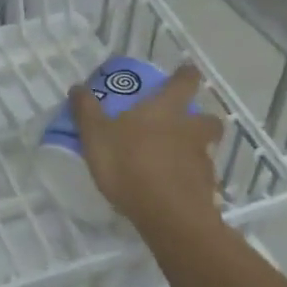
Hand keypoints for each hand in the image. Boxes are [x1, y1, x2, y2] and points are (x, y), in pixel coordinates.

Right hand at [69, 63, 223, 230]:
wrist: (167, 214)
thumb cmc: (129, 164)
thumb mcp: (96, 136)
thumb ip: (86, 110)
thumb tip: (77, 87)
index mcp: (167, 109)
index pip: (186, 81)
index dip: (186, 75)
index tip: (184, 72)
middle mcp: (191, 130)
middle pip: (208, 118)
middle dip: (199, 118)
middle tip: (180, 125)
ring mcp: (203, 160)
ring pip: (206, 149)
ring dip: (194, 151)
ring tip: (171, 162)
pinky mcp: (206, 189)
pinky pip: (200, 179)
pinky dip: (190, 180)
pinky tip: (172, 190)